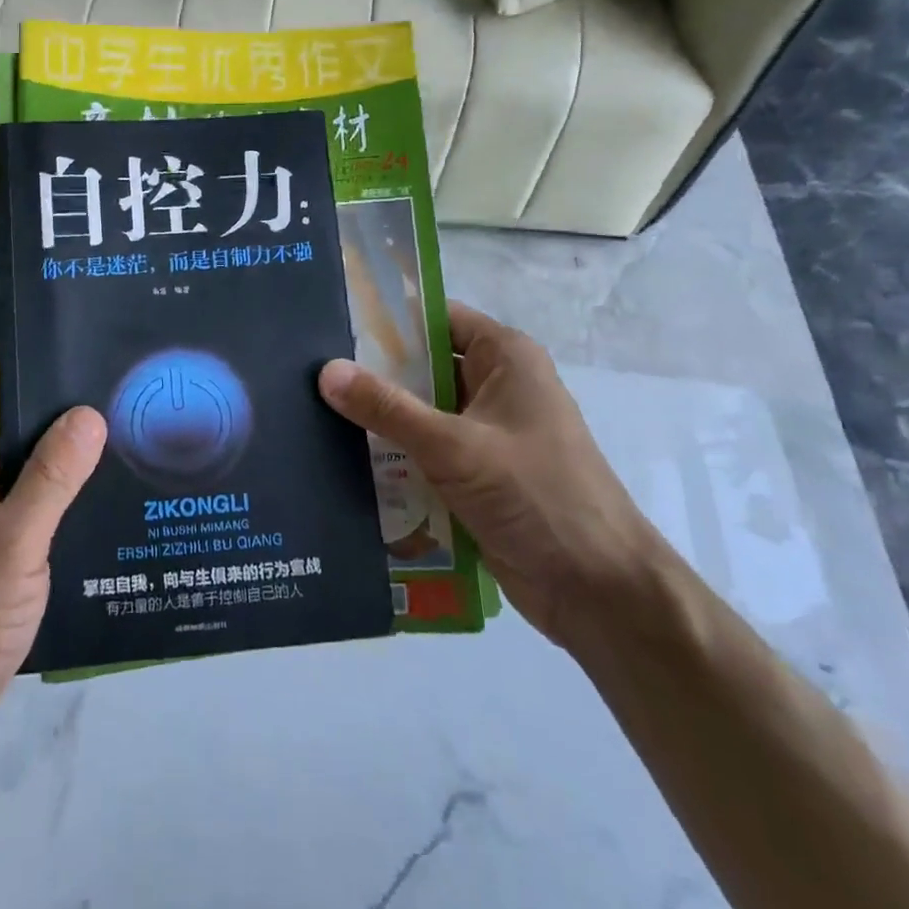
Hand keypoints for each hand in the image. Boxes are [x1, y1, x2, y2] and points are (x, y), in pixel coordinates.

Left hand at [0, 342, 105, 799]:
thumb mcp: (11, 546)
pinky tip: (107, 492)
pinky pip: (28, 498)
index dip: (12, 345)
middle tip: (115, 376)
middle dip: (52, 389)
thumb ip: (51, 478)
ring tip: (125, 425)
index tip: (68, 332)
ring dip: (62, 441)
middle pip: (2, 410)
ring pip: (20, 456)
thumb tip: (88, 412)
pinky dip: (61, 485)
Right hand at [319, 302, 662, 652]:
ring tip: (313, 410)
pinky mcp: (478, 475)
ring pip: (421, 412)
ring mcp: (487, 433)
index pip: (435, 318)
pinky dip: (395, 454)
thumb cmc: (535, 495)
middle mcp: (496, 386)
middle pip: (423, 366)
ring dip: (381, 418)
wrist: (599, 591)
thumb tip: (325, 371)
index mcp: (505, 358)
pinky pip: (426, 451)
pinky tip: (345, 457)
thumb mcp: (453, 446)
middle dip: (373, 372)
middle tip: (309, 370)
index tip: (333, 321)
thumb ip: (387, 408)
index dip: (386, 317)